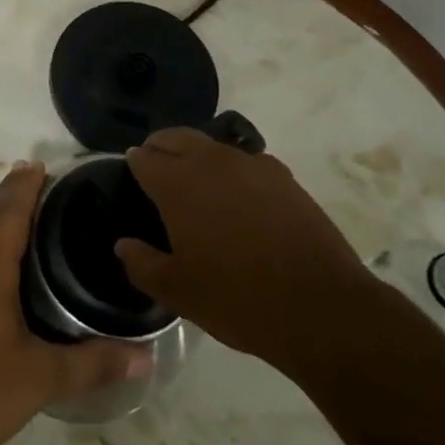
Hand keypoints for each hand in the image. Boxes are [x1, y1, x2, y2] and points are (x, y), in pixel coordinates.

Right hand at [114, 127, 365, 367]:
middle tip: (156, 170)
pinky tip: (238, 197)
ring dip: (195, 155)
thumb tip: (123, 245)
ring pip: (211, 145)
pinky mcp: (283, 176)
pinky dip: (231, 169)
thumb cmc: (238, 299)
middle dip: (160, 147)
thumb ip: (143, 264)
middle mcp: (211, 162)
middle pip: (175, 138)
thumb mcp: (179, 292)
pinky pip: (245, 161)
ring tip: (196, 183)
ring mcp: (251, 164)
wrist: (321, 307)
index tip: (131, 176)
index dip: (134, 165)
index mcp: (179, 184)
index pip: (144, 158)